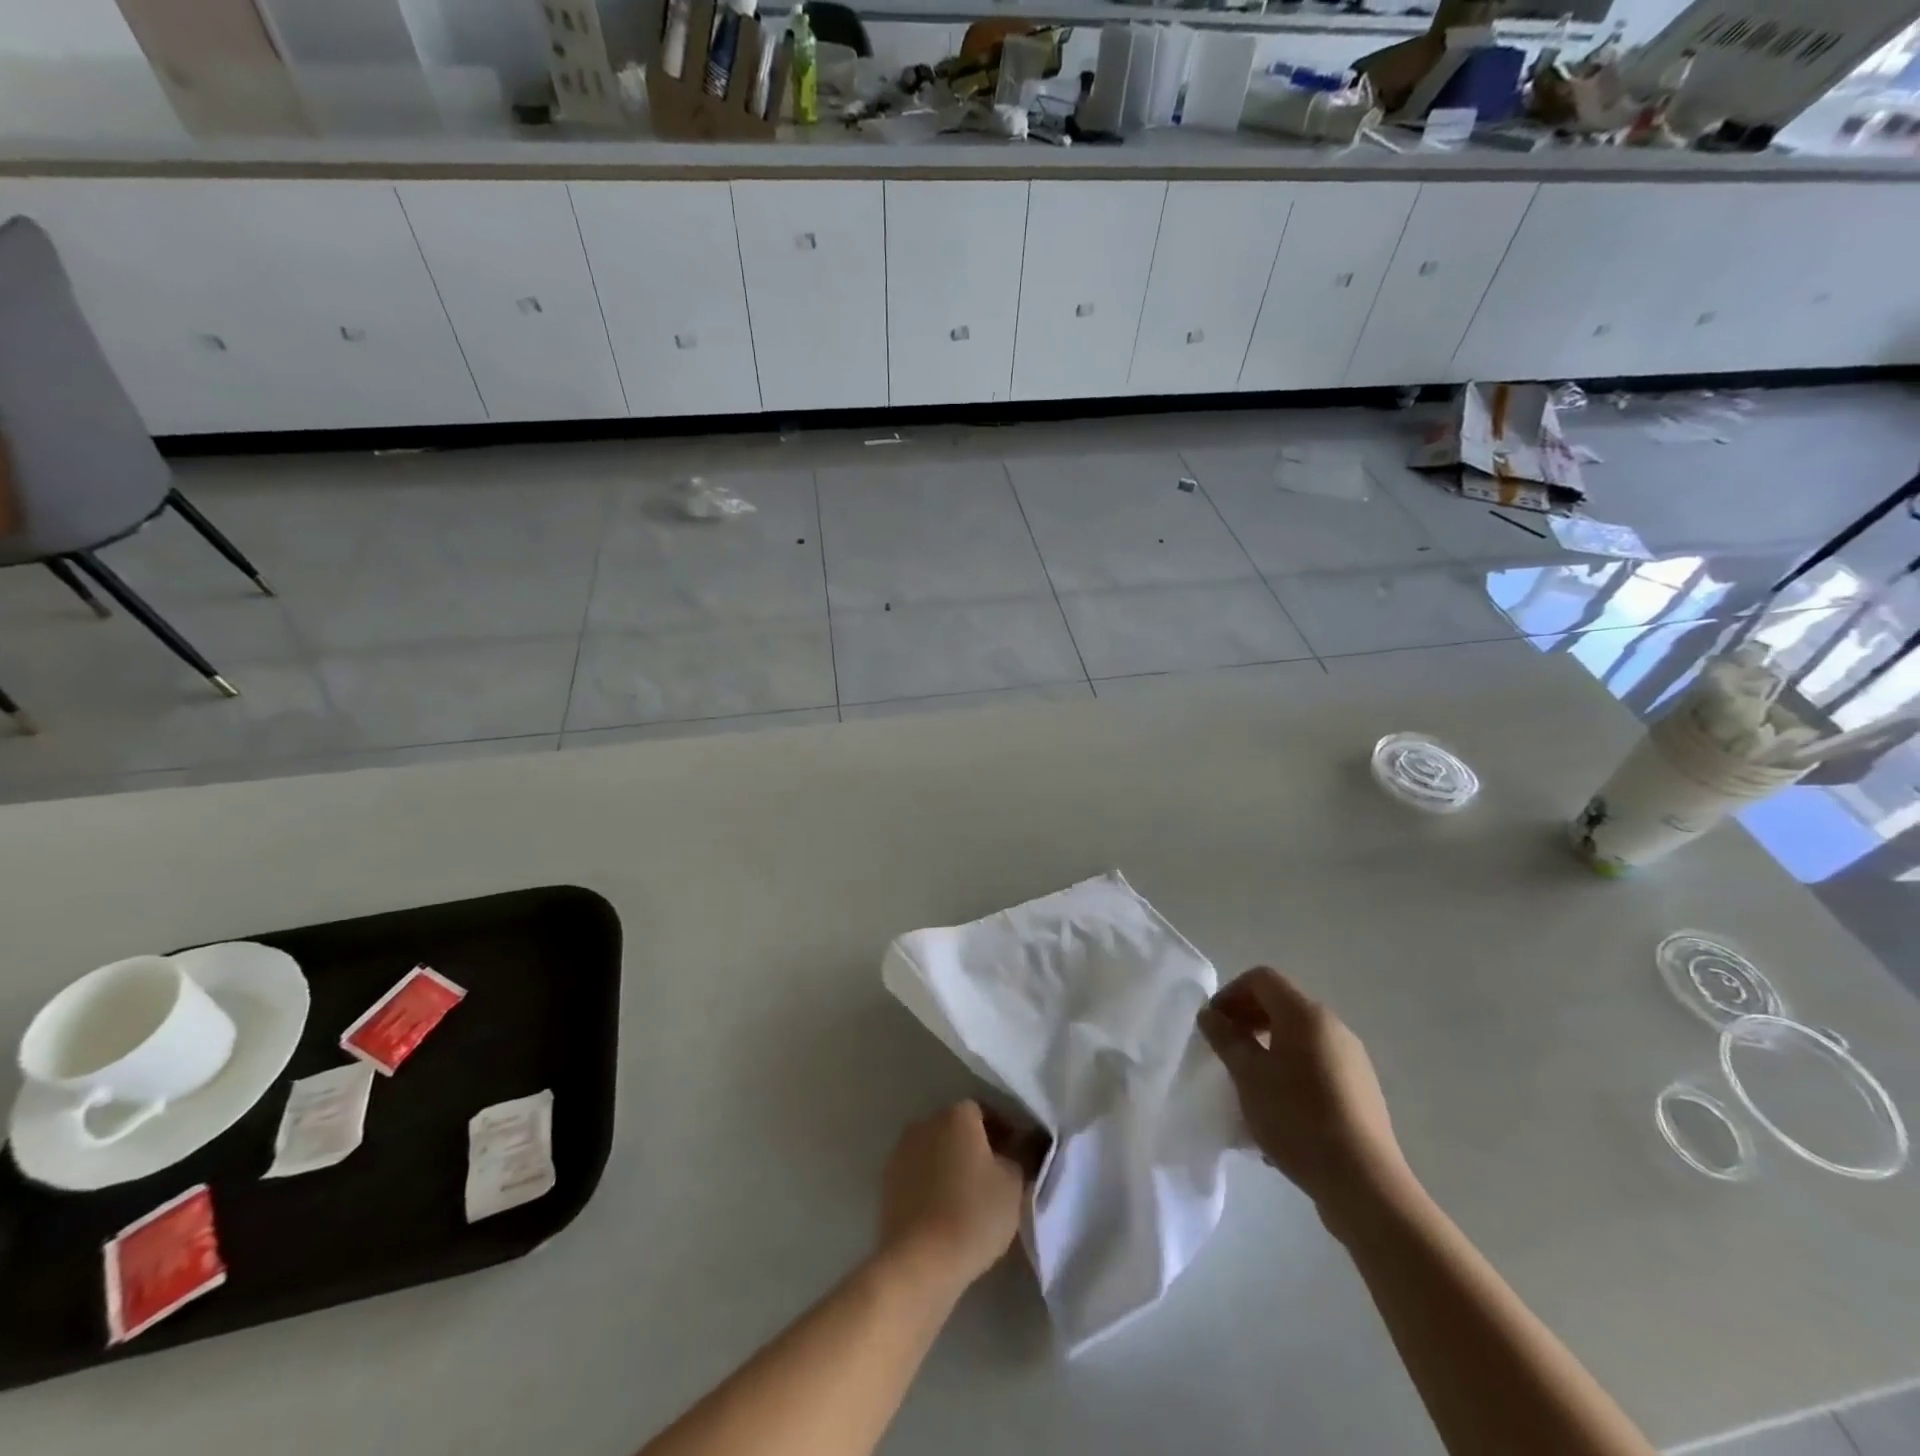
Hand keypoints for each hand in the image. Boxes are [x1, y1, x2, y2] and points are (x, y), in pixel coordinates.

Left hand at [876, 1102, 1027, 1299]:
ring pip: (937, 1149)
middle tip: (997, 1176)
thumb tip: (1027, 1141)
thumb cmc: (974, 1214)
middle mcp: (926, 1122)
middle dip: (977, 1145)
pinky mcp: (888, 1181)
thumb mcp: (1014, 1184)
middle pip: (958, 1127)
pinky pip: (920, 1173)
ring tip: (971, 1196)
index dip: (1004, 1131)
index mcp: (957, 1114)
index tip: (1017, 1155)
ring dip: (953, 1163)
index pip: (985, 1111)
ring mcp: (902, 1151)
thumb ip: (1023, 1154)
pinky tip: (946, 1209)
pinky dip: (934, 1183)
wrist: (919, 1261)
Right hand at [1198, 967, 1413, 1229]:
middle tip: (1224, 1050)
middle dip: (1247, 1020)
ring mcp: (1352, 1059)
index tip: (1213, 1024)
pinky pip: (1315, 1064)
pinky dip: (1290, 1070)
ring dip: (1267, 1047)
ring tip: (1248, 1083)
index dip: (1231, 993)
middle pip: (1282, 1005)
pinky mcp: (1361, 1089)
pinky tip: (1278, 1109)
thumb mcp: (1248, 1076)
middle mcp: (1333, 1027)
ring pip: (1298, 1037)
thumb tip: (1211, 1015)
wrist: (1364, 1183)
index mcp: (1305, 1015)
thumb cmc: (1297, 1119)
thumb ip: (1226, 1039)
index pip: (1262, 979)